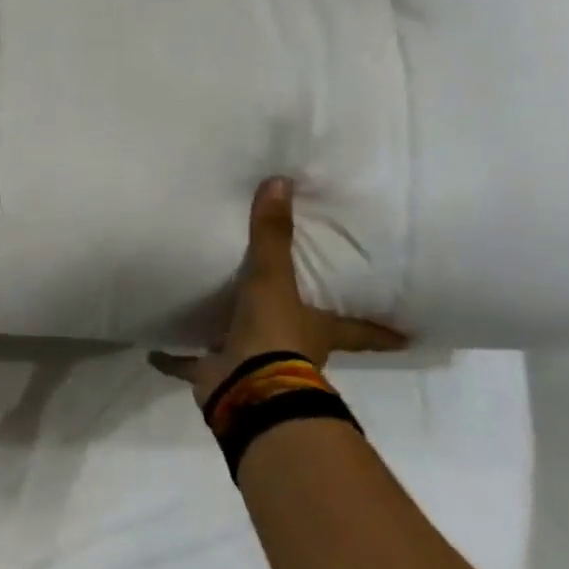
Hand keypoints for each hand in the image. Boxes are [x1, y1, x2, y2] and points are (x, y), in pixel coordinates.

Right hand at [149, 177, 408, 409]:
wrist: (245, 387)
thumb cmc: (274, 333)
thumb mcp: (274, 278)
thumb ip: (272, 235)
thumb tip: (281, 182)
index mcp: (318, 329)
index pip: (362, 329)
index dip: (385, 330)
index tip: (412, 335)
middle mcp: (294, 349)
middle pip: (308, 337)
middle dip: (306, 327)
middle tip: (301, 308)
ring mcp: (255, 365)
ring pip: (249, 348)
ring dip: (236, 337)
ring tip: (218, 315)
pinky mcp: (220, 377)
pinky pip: (193, 366)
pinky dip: (175, 359)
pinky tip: (156, 350)